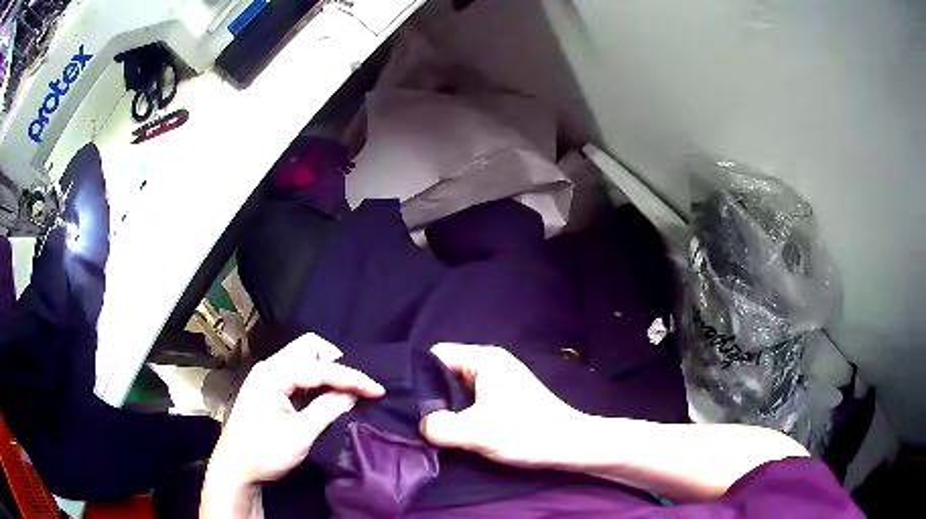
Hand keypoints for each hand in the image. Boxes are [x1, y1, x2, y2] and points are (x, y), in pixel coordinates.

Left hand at [201, 334, 383, 517]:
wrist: (236, 468)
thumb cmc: (264, 453)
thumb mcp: (299, 435)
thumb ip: (327, 410)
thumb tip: (353, 394)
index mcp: (273, 375)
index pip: (319, 367)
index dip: (351, 377)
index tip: (378, 390)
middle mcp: (269, 368)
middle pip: (309, 348)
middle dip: (337, 362)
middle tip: (356, 387)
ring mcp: (268, 376)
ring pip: (304, 358)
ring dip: (328, 370)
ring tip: (347, 391)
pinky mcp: (270, 388)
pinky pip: (298, 373)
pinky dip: (317, 379)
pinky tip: (327, 394)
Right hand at [420, 343, 585, 468]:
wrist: (569, 446)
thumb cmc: (524, 432)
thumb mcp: (474, 431)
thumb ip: (437, 426)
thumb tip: (421, 424)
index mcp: (485, 359)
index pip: (436, 355)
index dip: (418, 377)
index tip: (407, 402)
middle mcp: (492, 364)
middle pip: (446, 373)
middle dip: (432, 396)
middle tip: (417, 420)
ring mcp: (501, 381)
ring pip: (459, 390)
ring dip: (448, 409)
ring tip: (434, 429)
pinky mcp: (506, 399)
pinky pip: (473, 401)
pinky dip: (462, 414)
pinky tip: (457, 432)